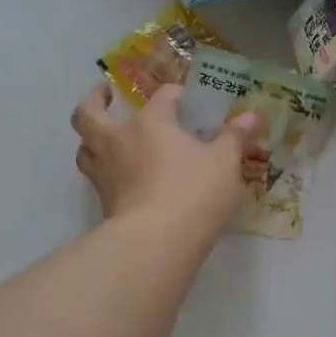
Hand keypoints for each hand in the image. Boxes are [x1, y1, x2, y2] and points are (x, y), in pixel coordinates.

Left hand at [71, 84, 259, 242]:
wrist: (158, 241)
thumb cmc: (195, 193)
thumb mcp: (225, 163)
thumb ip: (235, 138)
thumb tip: (251, 115)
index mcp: (150, 123)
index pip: (162, 97)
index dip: (176, 95)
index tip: (187, 99)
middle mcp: (119, 141)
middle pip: (89, 114)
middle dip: (94, 100)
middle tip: (105, 95)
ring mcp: (106, 174)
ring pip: (85, 149)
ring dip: (91, 140)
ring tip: (105, 139)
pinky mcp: (104, 204)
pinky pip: (97, 180)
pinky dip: (105, 173)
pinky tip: (122, 178)